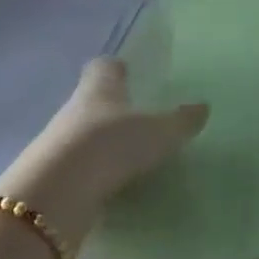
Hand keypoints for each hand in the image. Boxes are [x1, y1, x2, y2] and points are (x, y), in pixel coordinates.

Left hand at [0, 59, 206, 241]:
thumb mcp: (159, 132)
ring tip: (130, 155)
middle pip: (92, 101)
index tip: (126, 70)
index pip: (104, 67)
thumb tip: (203, 107)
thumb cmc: (111, 143)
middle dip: (111, 107)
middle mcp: (75, 109)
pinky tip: (115, 184)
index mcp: (100, 88)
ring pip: (84, 135)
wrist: (58, 191)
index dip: (115, 67)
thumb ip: (181, 121)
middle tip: (137, 117)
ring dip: (102, 142)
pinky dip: (96, 173)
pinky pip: (80, 168)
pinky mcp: (55, 176)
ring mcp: (60, 143)